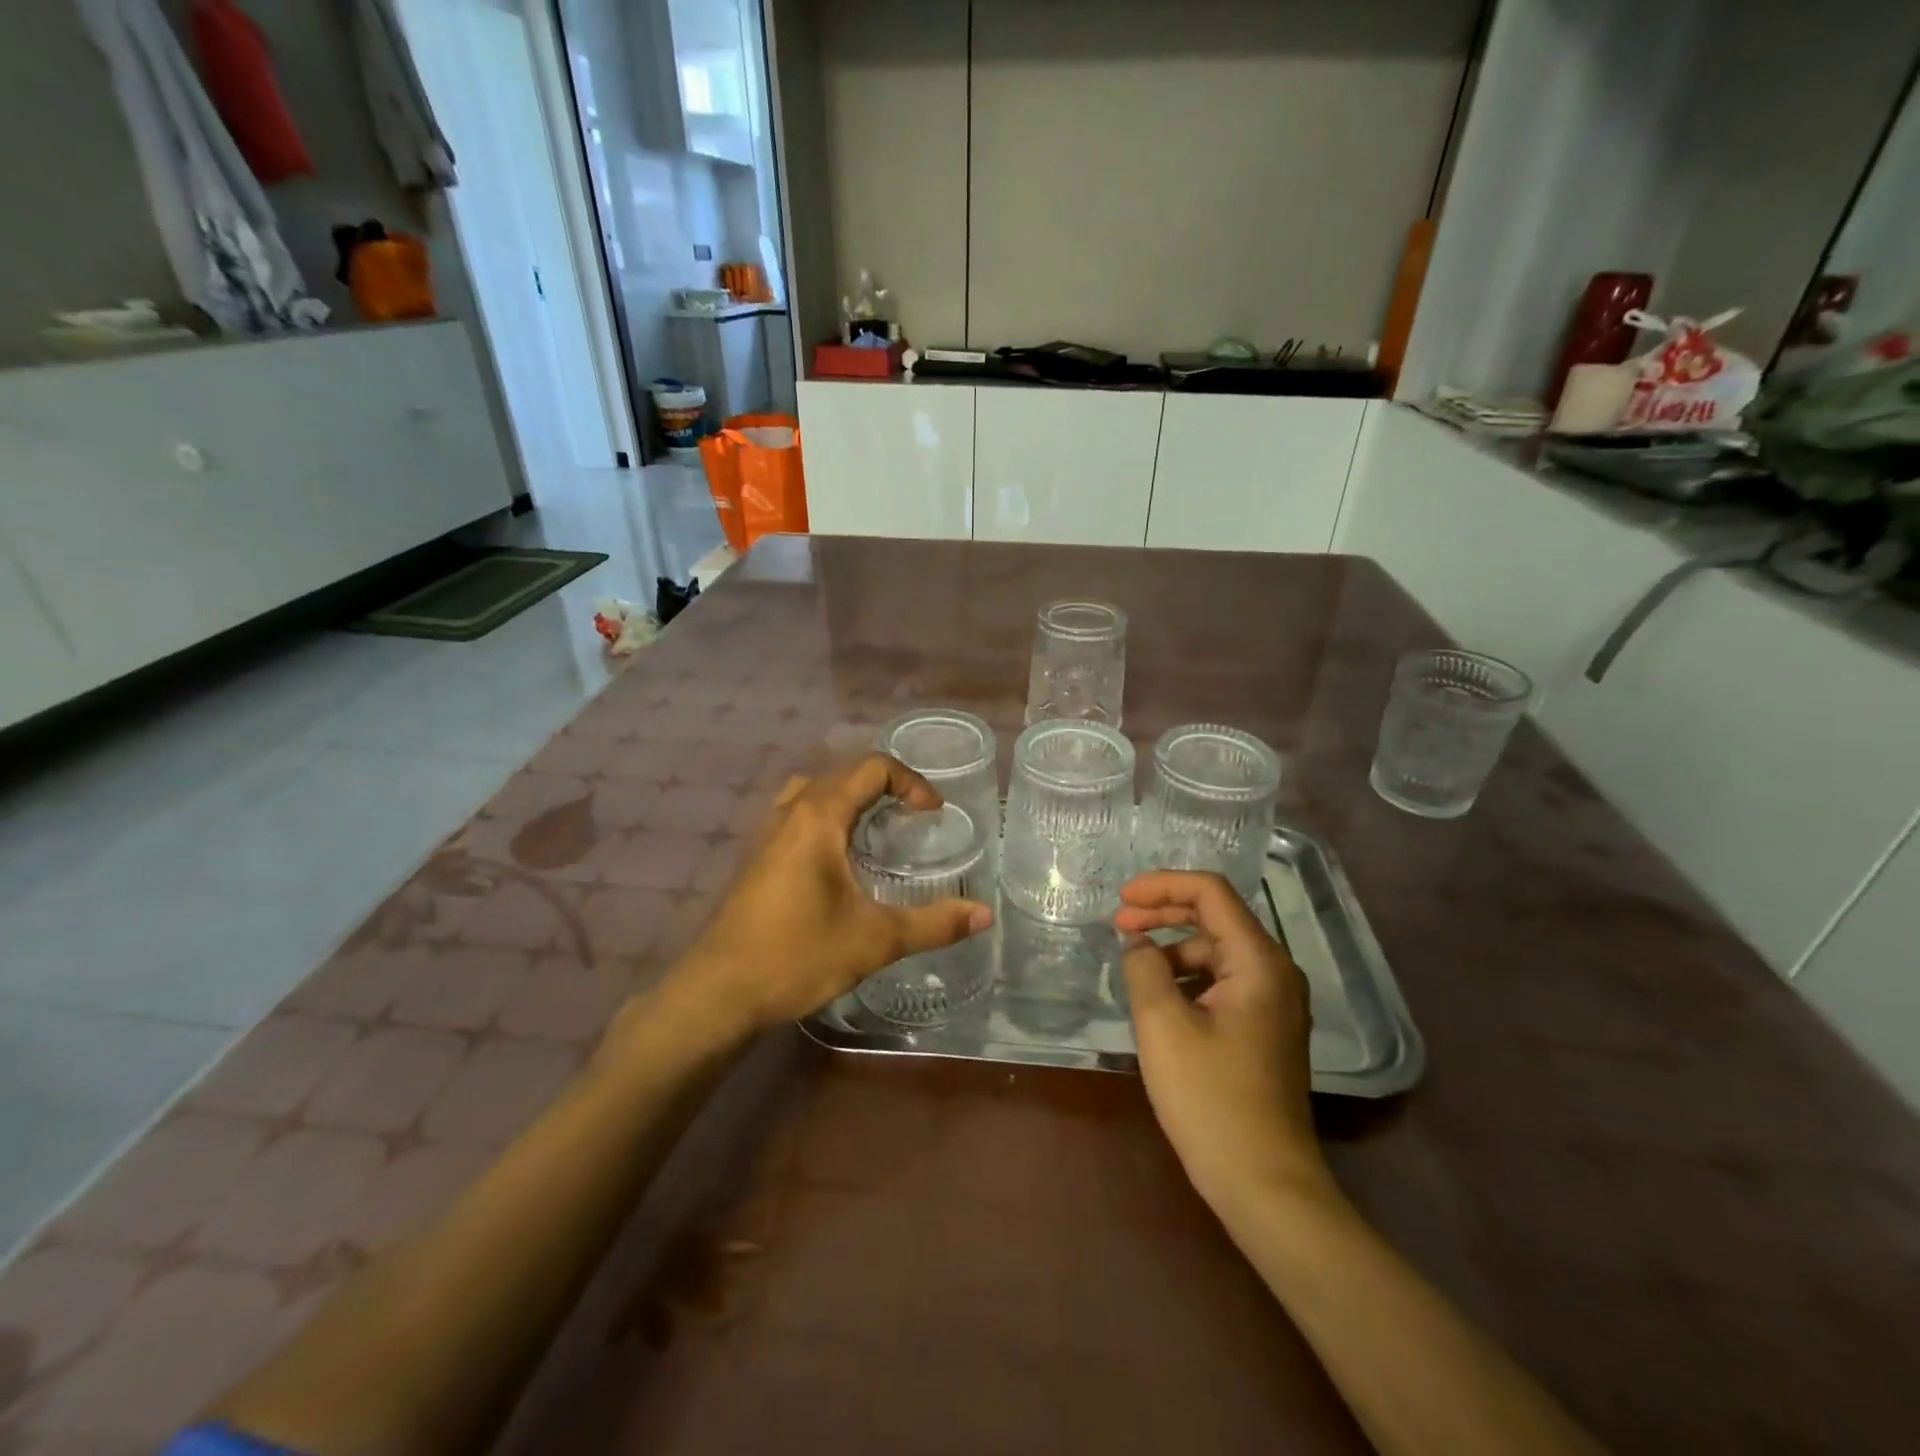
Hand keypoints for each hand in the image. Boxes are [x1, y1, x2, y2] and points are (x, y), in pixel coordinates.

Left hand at [677, 754, 992, 1032]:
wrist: (719, 993)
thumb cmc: (797, 956)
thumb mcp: (875, 940)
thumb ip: (933, 924)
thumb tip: (985, 915)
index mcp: (818, 816)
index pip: (872, 768)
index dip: (911, 782)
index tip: (933, 814)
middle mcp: (790, 812)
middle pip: (843, 773)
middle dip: (885, 787)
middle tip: (914, 819)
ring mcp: (767, 833)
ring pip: (814, 791)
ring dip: (851, 798)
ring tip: (878, 830)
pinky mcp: (757, 857)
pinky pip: (798, 815)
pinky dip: (827, 817)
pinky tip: (840, 861)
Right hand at [1116, 872, 1330, 1211]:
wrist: (1264, 1183)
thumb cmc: (1211, 1099)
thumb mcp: (1162, 1025)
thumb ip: (1144, 968)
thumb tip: (1138, 945)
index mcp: (1259, 961)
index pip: (1211, 892)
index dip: (1162, 885)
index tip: (1121, 900)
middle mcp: (1275, 972)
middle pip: (1216, 918)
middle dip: (1164, 913)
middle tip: (1118, 924)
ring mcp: (1274, 1003)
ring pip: (1217, 952)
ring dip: (1173, 948)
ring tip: (1132, 964)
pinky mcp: (1264, 1029)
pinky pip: (1222, 982)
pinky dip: (1187, 977)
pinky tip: (1157, 996)